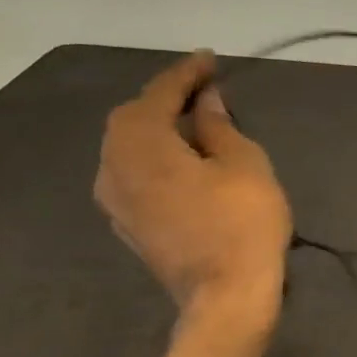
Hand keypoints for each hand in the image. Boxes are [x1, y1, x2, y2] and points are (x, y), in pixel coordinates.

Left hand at [95, 50, 292, 325]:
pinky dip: (152, 156)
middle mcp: (114, 167)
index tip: (211, 60)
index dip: (186, 74)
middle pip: (131, 118)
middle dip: (164, 99)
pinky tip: (178, 159)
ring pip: (126, 147)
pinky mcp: (126, 224)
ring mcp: (115, 200)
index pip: (159, 94)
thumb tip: (206, 101)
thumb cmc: (241, 222)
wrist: (225, 296)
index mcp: (141, 144)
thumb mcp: (243, 163)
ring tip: (191, 121)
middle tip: (202, 89)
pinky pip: (131, 173)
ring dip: (156, 128)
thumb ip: (218, 126)